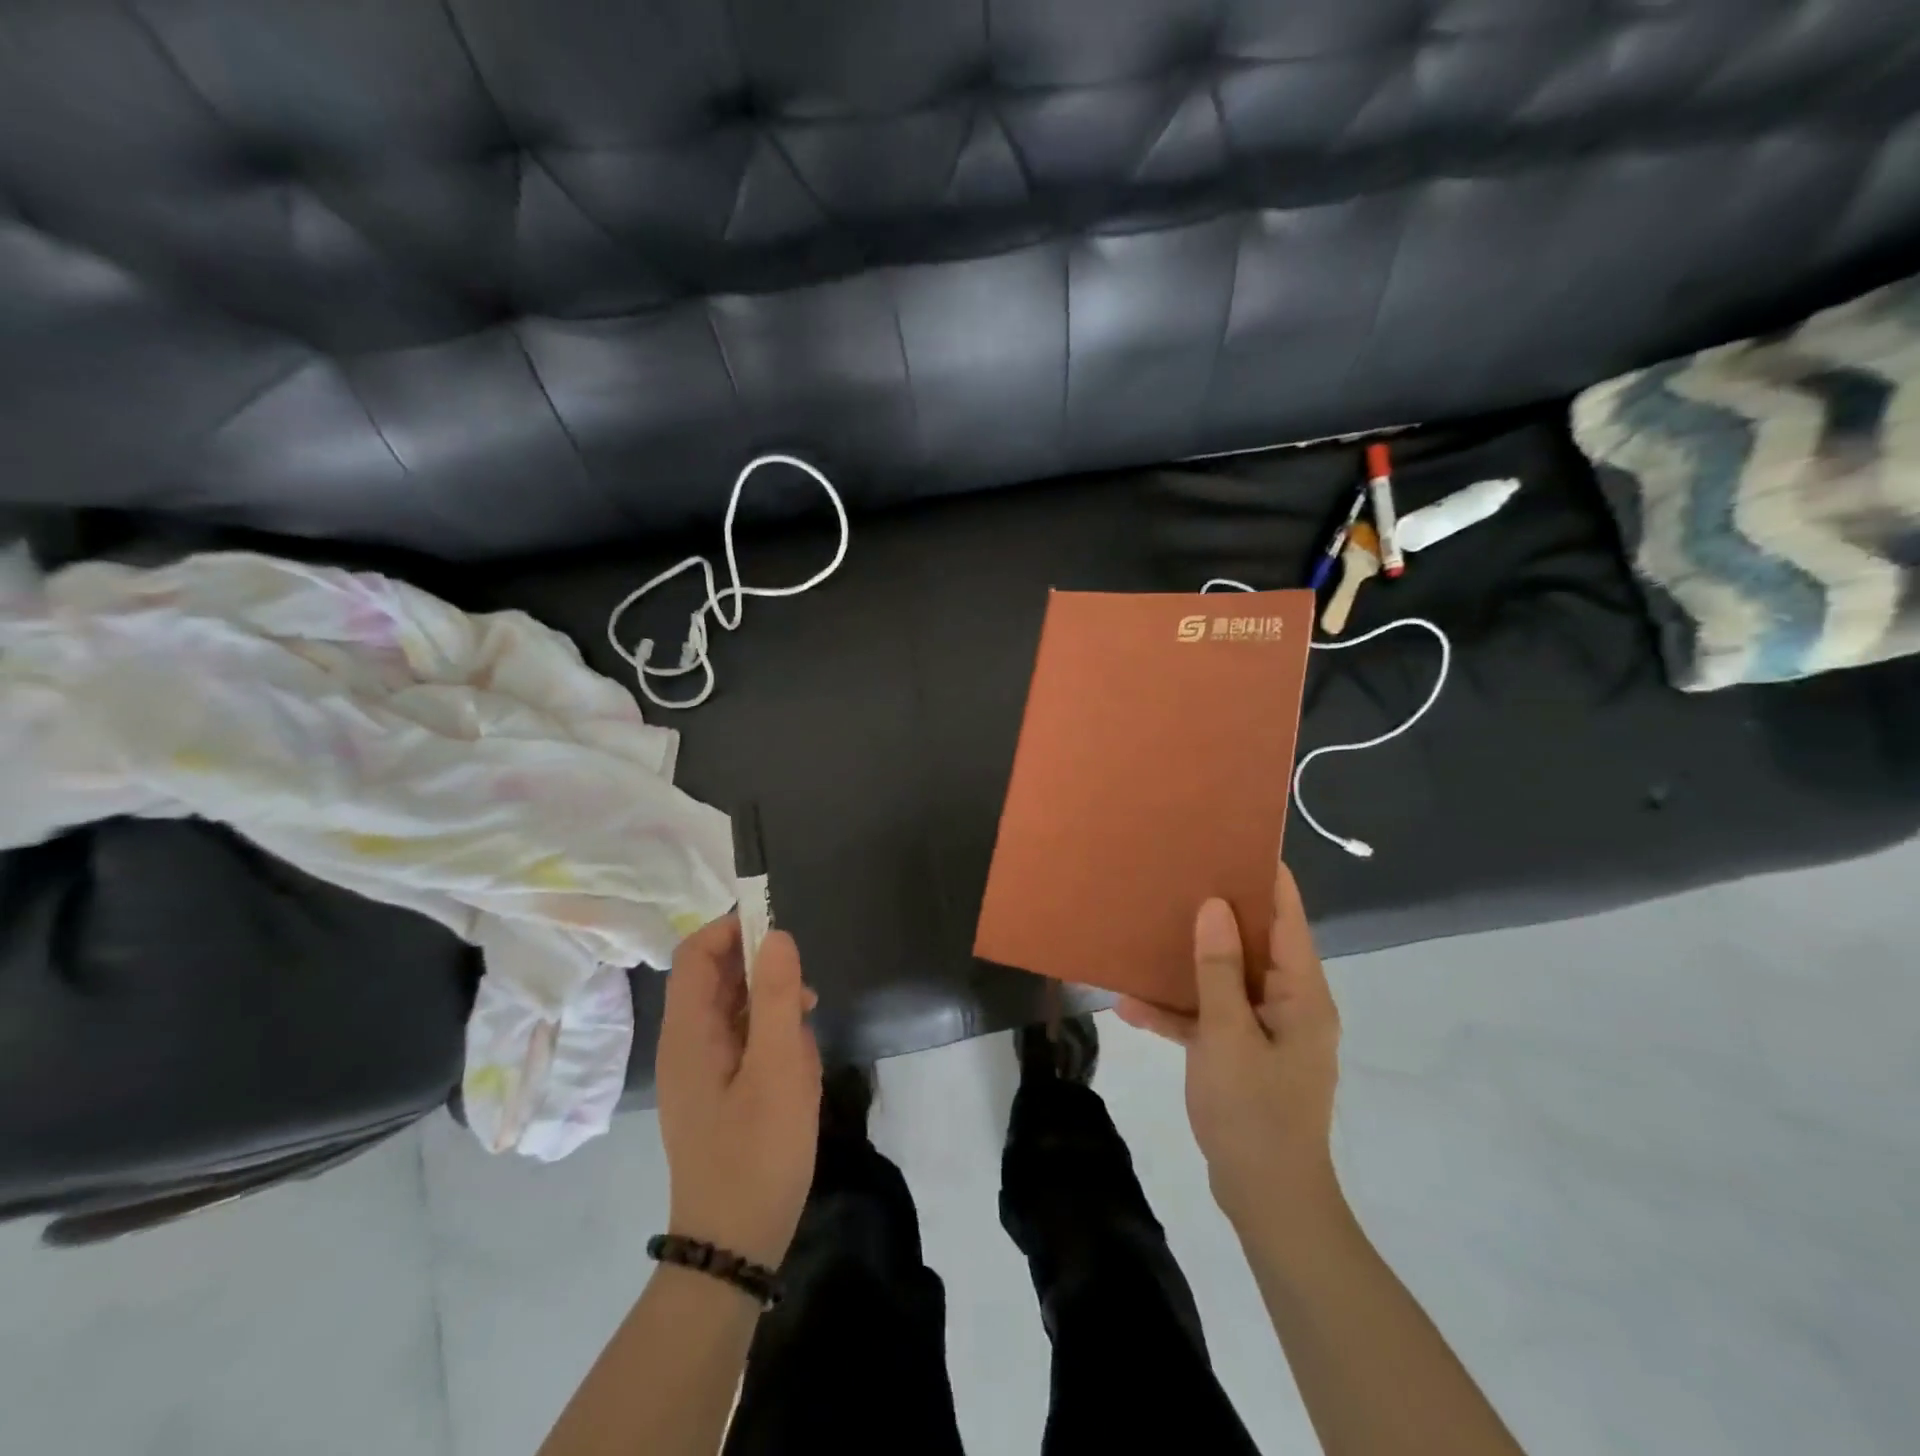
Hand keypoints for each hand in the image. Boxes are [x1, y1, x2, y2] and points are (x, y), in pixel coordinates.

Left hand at [656, 916, 822, 1268]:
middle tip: (804, 990)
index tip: (780, 932)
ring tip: (807, 1030)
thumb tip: (776, 935)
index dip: (733, 929)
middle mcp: (685, 1044)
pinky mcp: (716, 1091)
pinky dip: (770, 1036)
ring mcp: (699, 1070)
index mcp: (688, 1032)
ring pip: (733, 1009)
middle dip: (761, 970)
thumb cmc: (757, 1153)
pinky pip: (741, 1041)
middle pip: (715, 978)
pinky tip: (798, 1061)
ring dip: (772, 1006)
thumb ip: (778, 996)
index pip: (696, 953)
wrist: (734, 1247)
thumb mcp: (780, 1068)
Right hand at [1116, 862, 1342, 1235]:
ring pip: (1228, 978)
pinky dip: (1181, 1011)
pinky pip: (1212, 1017)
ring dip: (1190, 963)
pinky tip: (1131, 1005)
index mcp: (1302, 993)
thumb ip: (1220, 970)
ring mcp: (1266, 1030)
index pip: (1289, 917)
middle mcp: (1289, 1003)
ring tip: (1149, 928)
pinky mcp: (1243, 1053)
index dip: (1266, 877)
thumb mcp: (1228, 1036)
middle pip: (1255, 942)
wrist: (1267, 1201)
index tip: (1231, 841)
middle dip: (1217, 911)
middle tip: (1177, 876)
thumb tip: (1214, 906)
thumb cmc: (1254, 1113)